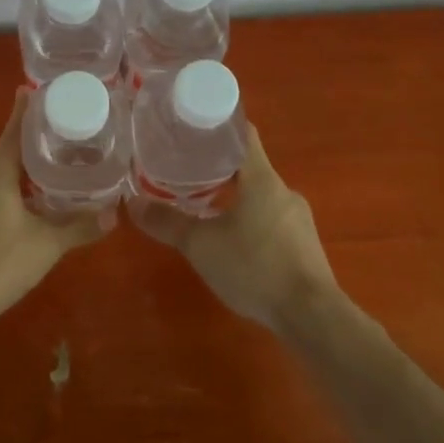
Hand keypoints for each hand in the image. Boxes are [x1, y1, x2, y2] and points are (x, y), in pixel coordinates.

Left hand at [0, 91, 107, 326]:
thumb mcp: (46, 245)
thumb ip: (79, 227)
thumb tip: (115, 213)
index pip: (13, 130)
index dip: (24, 111)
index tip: (30, 92)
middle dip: (19, 153)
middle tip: (45, 158)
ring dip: (1, 179)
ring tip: (27, 191)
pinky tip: (0, 219)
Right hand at [131, 126, 339, 331]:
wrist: (312, 316)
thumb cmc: (255, 267)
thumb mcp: (201, 246)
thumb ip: (167, 223)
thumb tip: (131, 204)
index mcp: (262, 178)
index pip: (243, 134)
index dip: (218, 126)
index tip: (192, 127)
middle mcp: (283, 191)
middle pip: (248, 166)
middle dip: (218, 166)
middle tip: (185, 169)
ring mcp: (298, 218)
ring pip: (260, 195)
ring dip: (234, 195)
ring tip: (203, 205)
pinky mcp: (304, 245)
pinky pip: (272, 219)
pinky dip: (250, 219)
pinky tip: (232, 240)